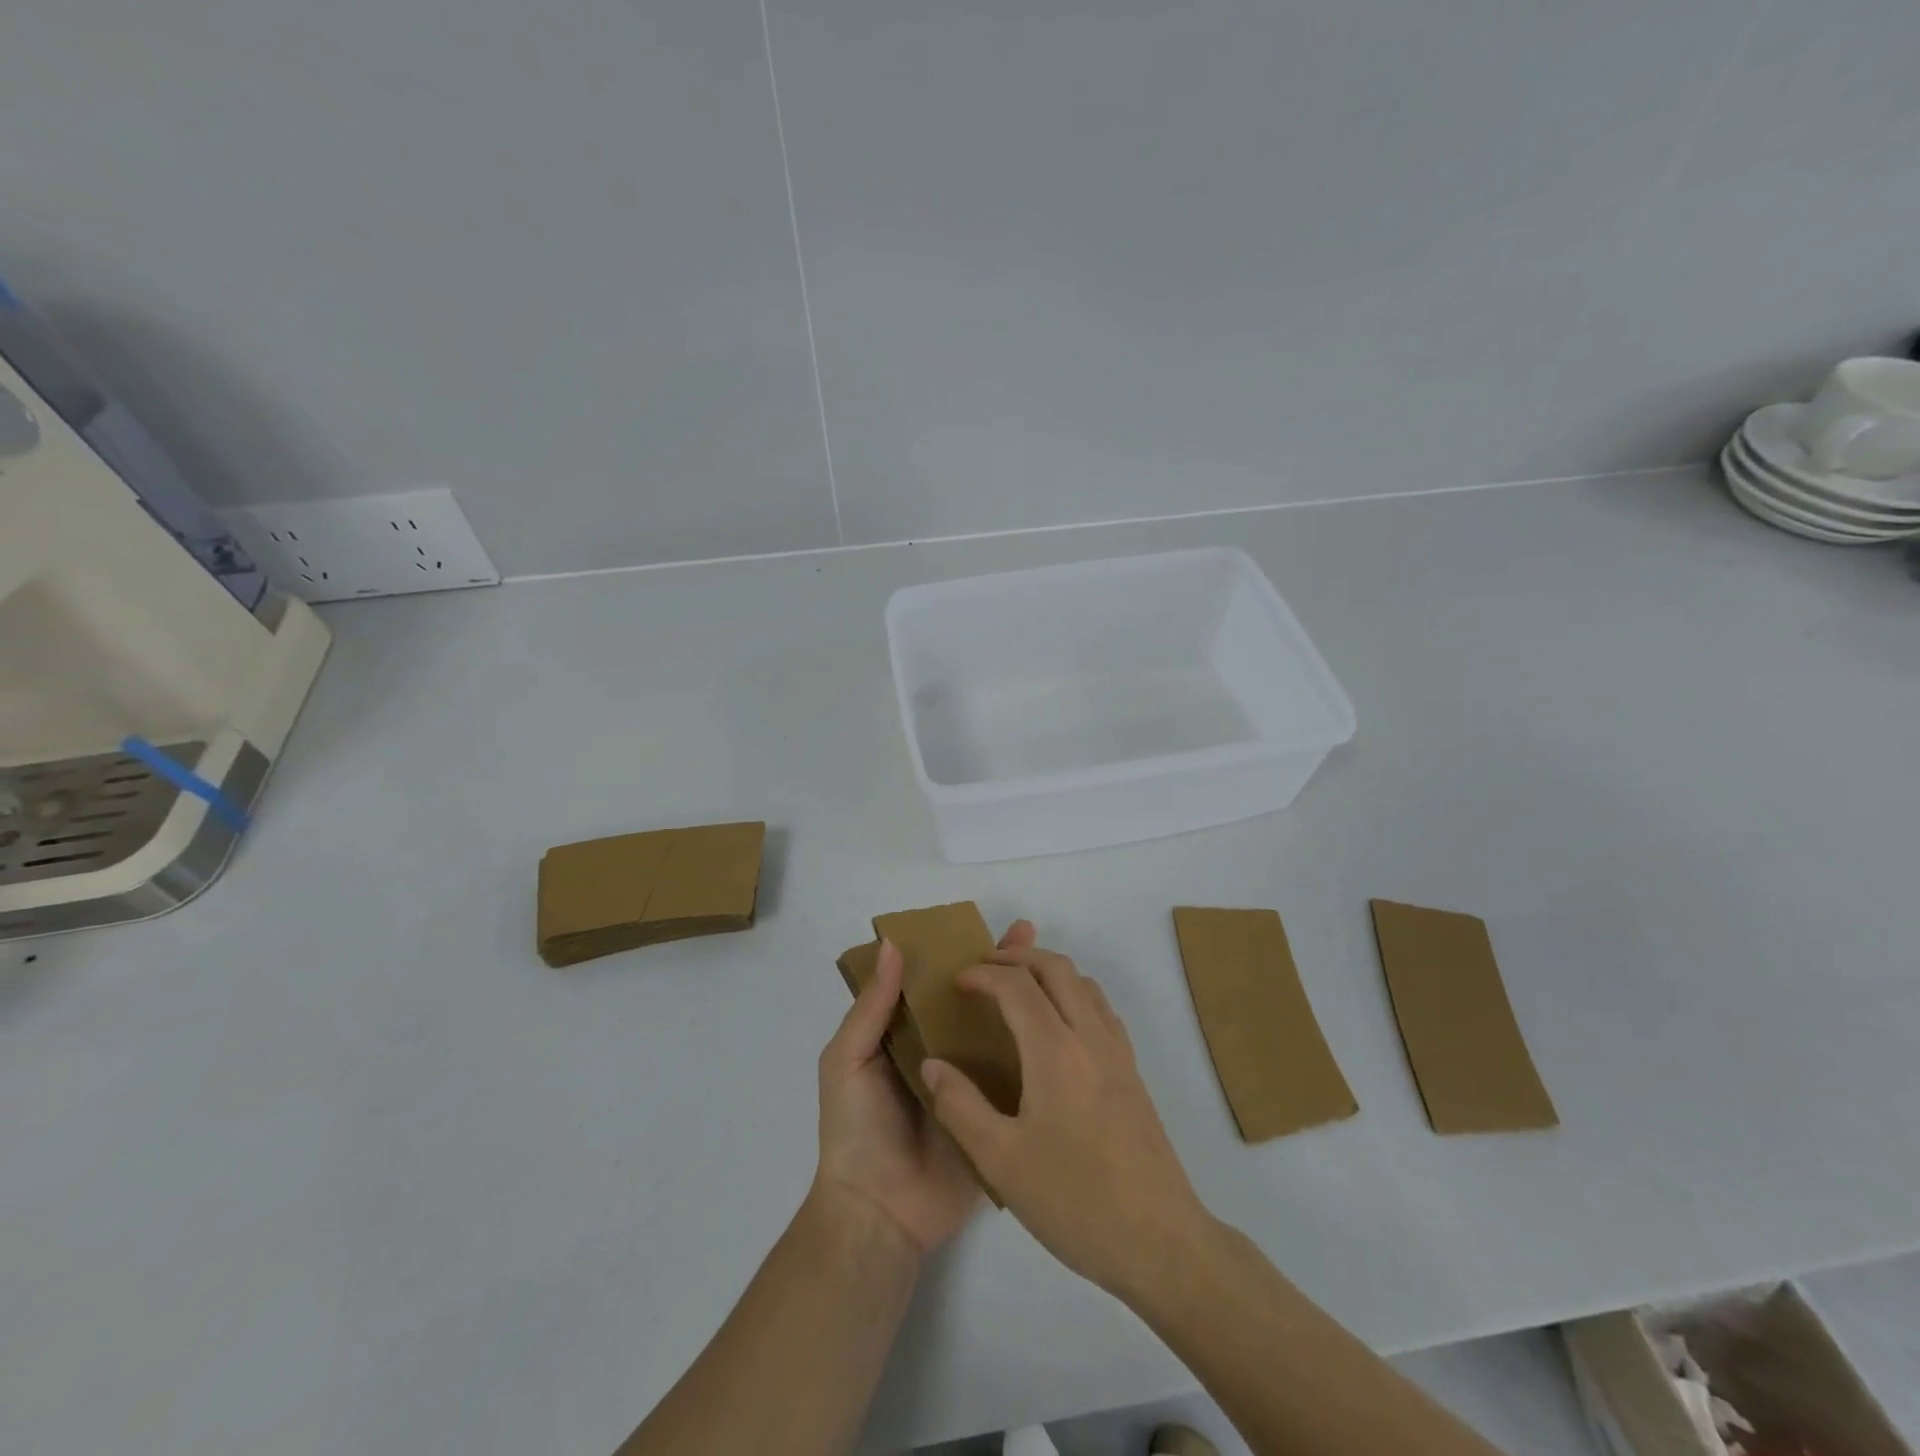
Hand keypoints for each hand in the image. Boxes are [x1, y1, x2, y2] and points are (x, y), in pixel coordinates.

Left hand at [812, 921, 1036, 1255]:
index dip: (955, 951)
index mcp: (904, 1034)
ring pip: (998, 1030)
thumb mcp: (847, 1061)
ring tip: (1054, 971)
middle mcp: (940, 1050)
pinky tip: (1065, 1026)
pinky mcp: (994, 1112)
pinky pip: (1016, 1076)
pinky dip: (1037, 1051)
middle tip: (1029, 934)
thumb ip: (870, 1008)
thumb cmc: (855, 1129)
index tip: (982, 925)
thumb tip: (892, 945)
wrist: (880, 1214)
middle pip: (972, 999)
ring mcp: (971, 1081)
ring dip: (1022, 1000)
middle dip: (997, 967)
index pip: (932, 981)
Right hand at [919, 943, 1211, 1303]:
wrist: (1160, 1241)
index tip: (957, 983)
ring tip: (1017, 991)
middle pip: (1056, 967)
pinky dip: (1073, 993)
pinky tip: (1057, 1028)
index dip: (983, 974)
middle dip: (1017, 957)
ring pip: (1084, 982)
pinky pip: (1101, 1008)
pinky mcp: (1133, 1072)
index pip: (1016, 985)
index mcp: (1055, 1051)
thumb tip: (932, 1064)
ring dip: (1048, 971)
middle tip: (985, 971)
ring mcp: (1118, 1052)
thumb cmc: (1075, 1201)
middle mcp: (1090, 1037)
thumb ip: (960, 1106)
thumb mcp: (1001, 1161)